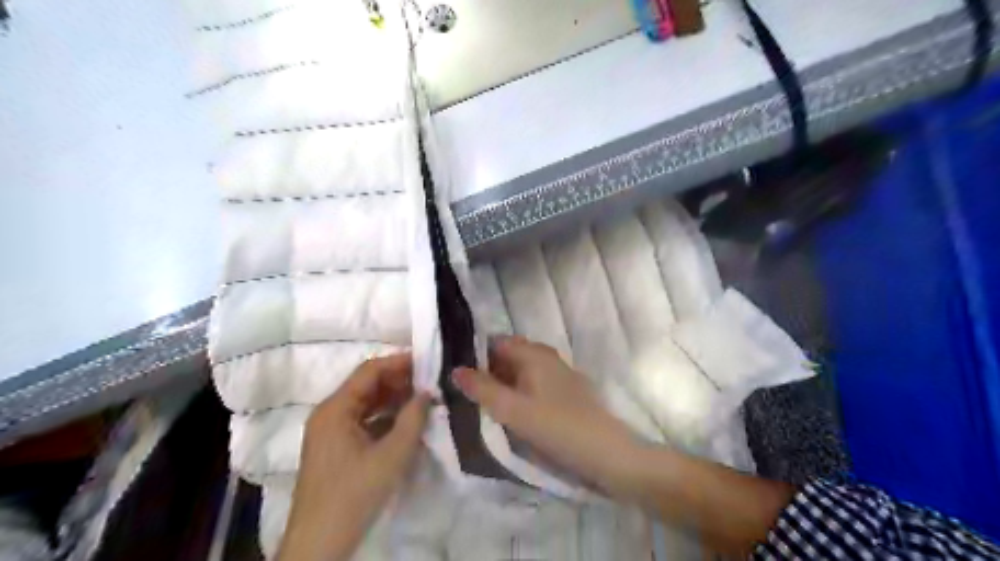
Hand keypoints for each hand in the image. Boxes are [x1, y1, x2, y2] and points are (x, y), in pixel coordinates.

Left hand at [276, 355, 429, 560]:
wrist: (319, 543)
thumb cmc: (354, 494)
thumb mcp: (392, 455)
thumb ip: (413, 419)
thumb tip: (427, 392)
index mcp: (335, 408)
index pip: (369, 371)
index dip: (398, 362)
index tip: (426, 361)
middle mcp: (329, 413)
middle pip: (366, 385)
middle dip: (398, 380)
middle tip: (429, 380)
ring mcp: (330, 431)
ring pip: (365, 403)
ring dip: (393, 399)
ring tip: (423, 398)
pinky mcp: (335, 447)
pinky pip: (363, 420)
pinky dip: (384, 416)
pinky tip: (406, 421)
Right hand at [457, 337, 794, 556]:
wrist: (610, 455)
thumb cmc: (560, 428)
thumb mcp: (514, 410)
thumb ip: (483, 389)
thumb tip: (455, 369)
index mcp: (534, 354)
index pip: (495, 342)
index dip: (473, 353)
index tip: (453, 372)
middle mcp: (546, 358)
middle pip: (507, 356)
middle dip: (485, 370)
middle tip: (461, 392)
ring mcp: (557, 376)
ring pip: (519, 373)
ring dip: (500, 384)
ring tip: (477, 404)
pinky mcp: (563, 394)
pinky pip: (531, 386)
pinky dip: (516, 394)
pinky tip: (507, 413)